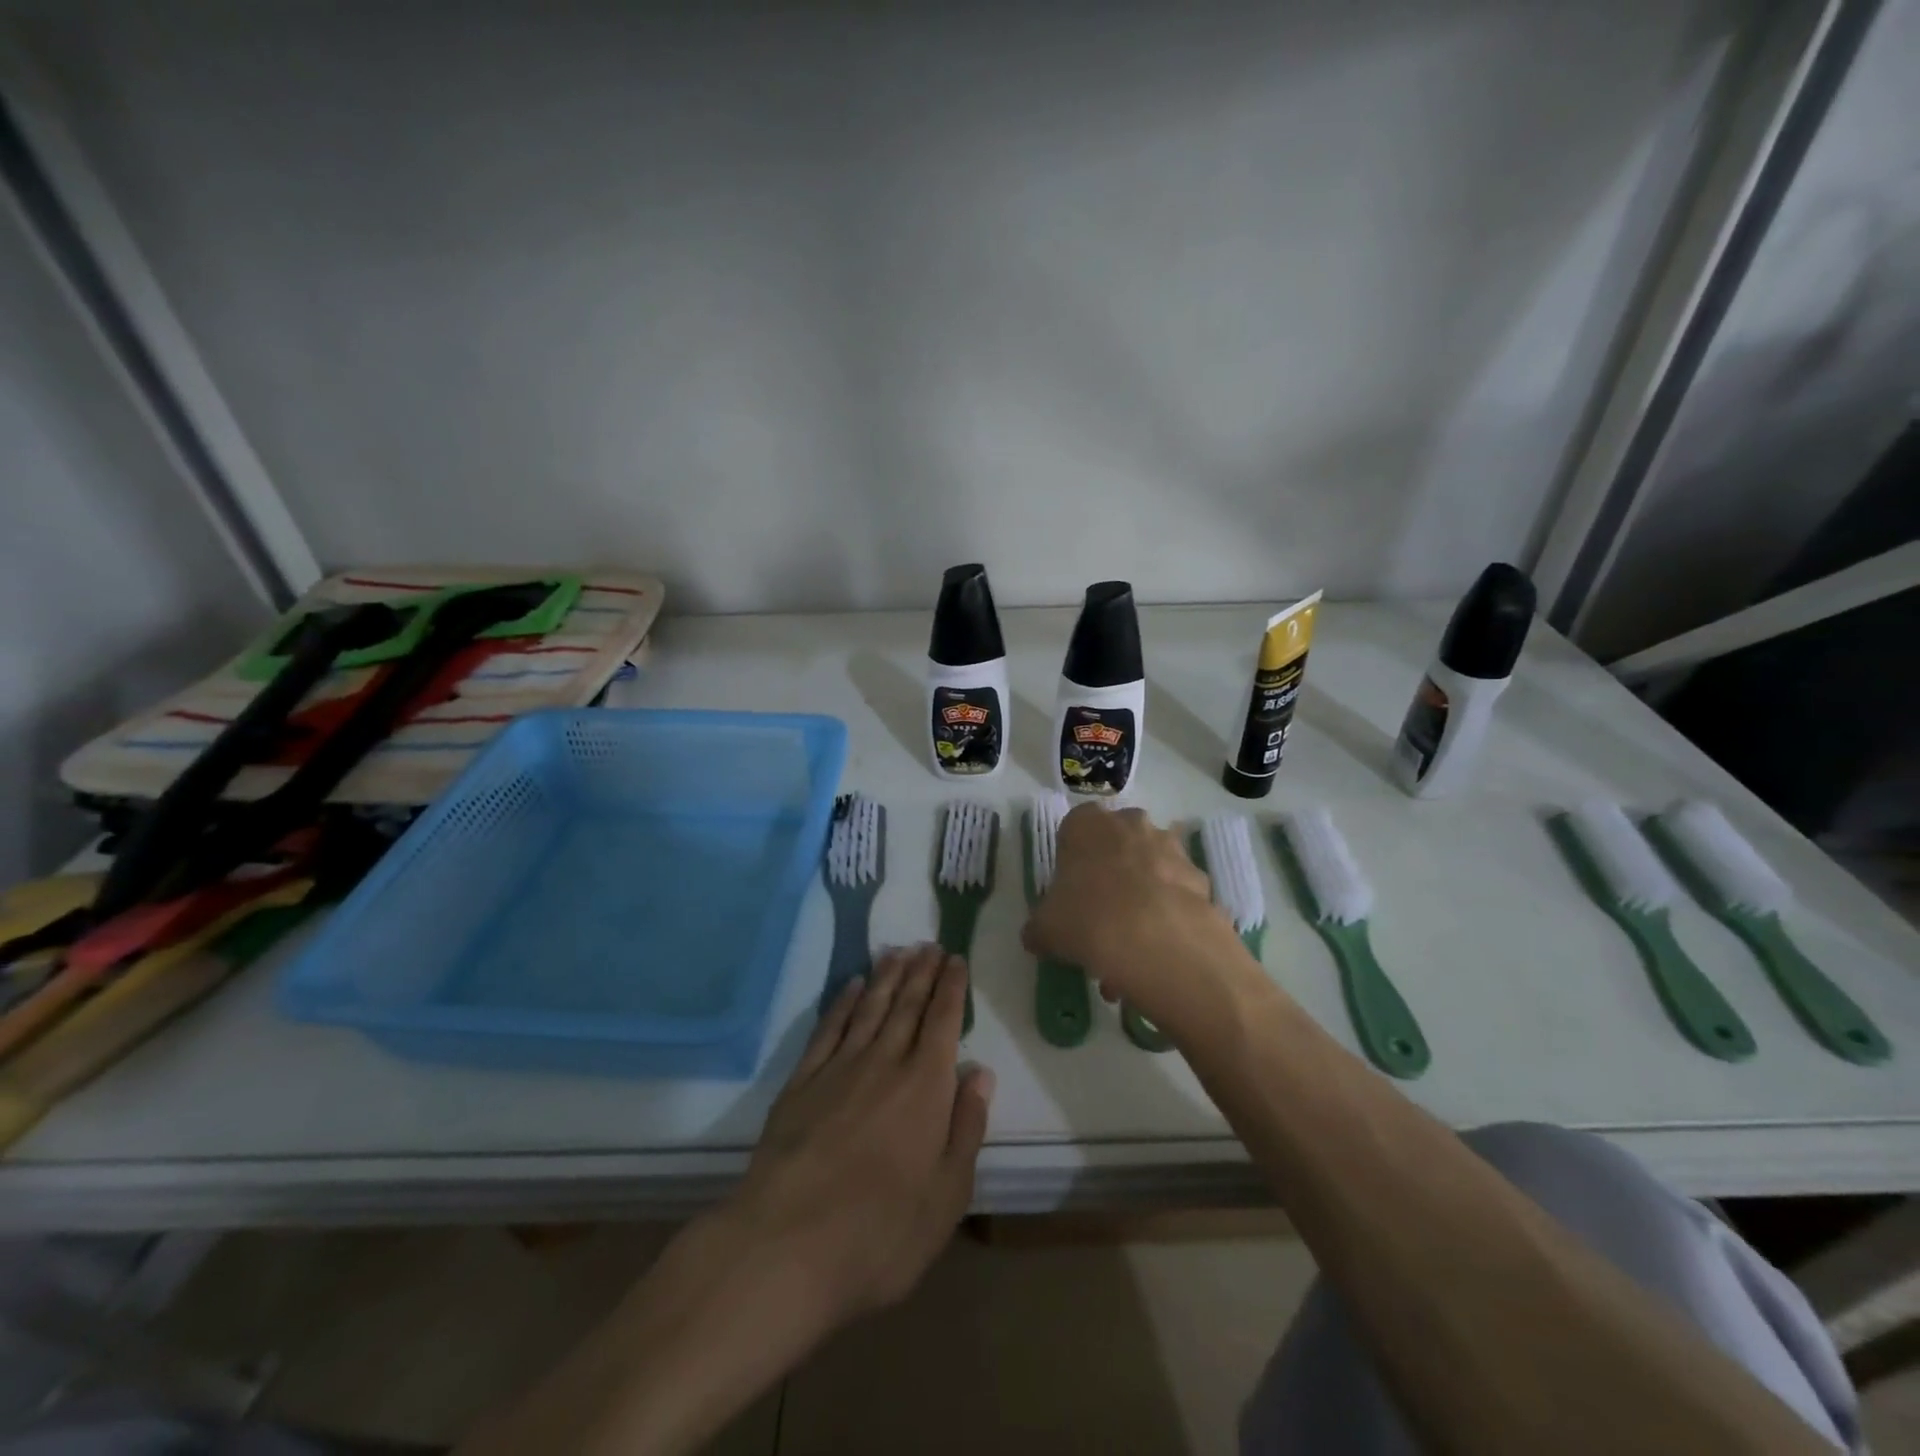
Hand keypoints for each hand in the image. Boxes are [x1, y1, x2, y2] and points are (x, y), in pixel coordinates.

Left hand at [723, 944, 993, 1326]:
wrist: (786, 1245)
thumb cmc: (880, 1232)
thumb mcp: (947, 1196)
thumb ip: (966, 1129)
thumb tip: (980, 1074)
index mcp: (925, 1088)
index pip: (943, 1022)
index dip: (951, 988)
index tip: (956, 959)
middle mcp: (885, 1063)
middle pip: (907, 1005)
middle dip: (921, 972)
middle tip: (930, 944)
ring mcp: (839, 1069)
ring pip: (869, 1008)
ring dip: (886, 977)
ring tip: (898, 951)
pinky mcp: (801, 1083)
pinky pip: (828, 1029)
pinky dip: (842, 1003)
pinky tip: (850, 987)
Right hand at [1021, 805, 1261, 1033]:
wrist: (1159, 941)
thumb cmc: (1088, 918)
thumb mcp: (1045, 928)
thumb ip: (1039, 927)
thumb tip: (1036, 936)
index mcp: (1087, 823)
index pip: (1074, 829)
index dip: (1071, 862)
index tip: (1070, 894)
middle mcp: (1131, 824)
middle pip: (1117, 846)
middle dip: (1111, 877)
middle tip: (1100, 918)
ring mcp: (1171, 848)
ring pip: (1149, 870)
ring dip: (1141, 899)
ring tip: (1130, 949)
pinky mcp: (1200, 878)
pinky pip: (1177, 895)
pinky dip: (1168, 917)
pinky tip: (1157, 953)